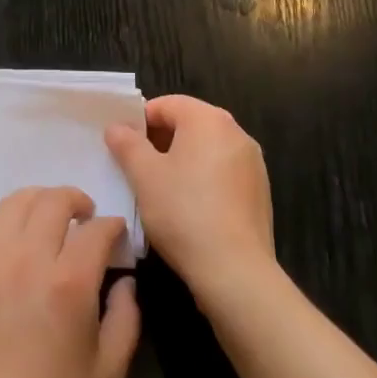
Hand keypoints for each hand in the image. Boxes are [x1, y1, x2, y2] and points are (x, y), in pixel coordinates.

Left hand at [0, 187, 141, 377]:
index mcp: (69, 283)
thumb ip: (125, 318)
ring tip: (49, 218)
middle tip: (87, 217)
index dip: (113, 226)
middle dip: (76, 201)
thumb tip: (125, 282)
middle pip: (53, 201)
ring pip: (14, 202)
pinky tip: (8, 236)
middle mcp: (28, 260)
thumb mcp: (110, 375)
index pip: (96, 229)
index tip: (118, 236)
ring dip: (38, 201)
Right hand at [106, 95, 275, 301]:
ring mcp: (252, 163)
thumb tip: (116, 127)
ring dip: (182, 161)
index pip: (166, 104)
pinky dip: (203, 180)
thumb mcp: (144, 176)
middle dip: (160, 141)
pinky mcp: (259, 192)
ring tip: (160, 190)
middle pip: (189, 124)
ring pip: (206, 150)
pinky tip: (189, 209)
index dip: (140, 121)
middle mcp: (235, 132)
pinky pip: (223, 173)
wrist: (236, 273)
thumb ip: (127, 144)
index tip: (124, 147)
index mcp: (208, 119)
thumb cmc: (184, 213)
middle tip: (137, 168)